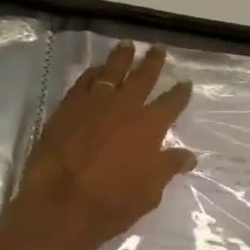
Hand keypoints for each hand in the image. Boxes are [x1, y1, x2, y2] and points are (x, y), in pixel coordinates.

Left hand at [14, 41, 196, 249]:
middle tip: (158, 49)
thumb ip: (168, 168)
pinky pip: (83, 82)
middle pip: (142, 77)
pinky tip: (96, 69)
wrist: (61, 203)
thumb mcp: (150, 192)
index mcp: (150, 126)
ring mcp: (93, 104)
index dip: (180, 93)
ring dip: (121, 58)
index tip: (185, 83)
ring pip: (111, 72)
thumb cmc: (112, 203)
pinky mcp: (67, 108)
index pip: (171, 103)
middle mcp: (124, 107)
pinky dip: (92, 73)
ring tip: (127, 45)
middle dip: (153, 63)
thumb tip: (189, 156)